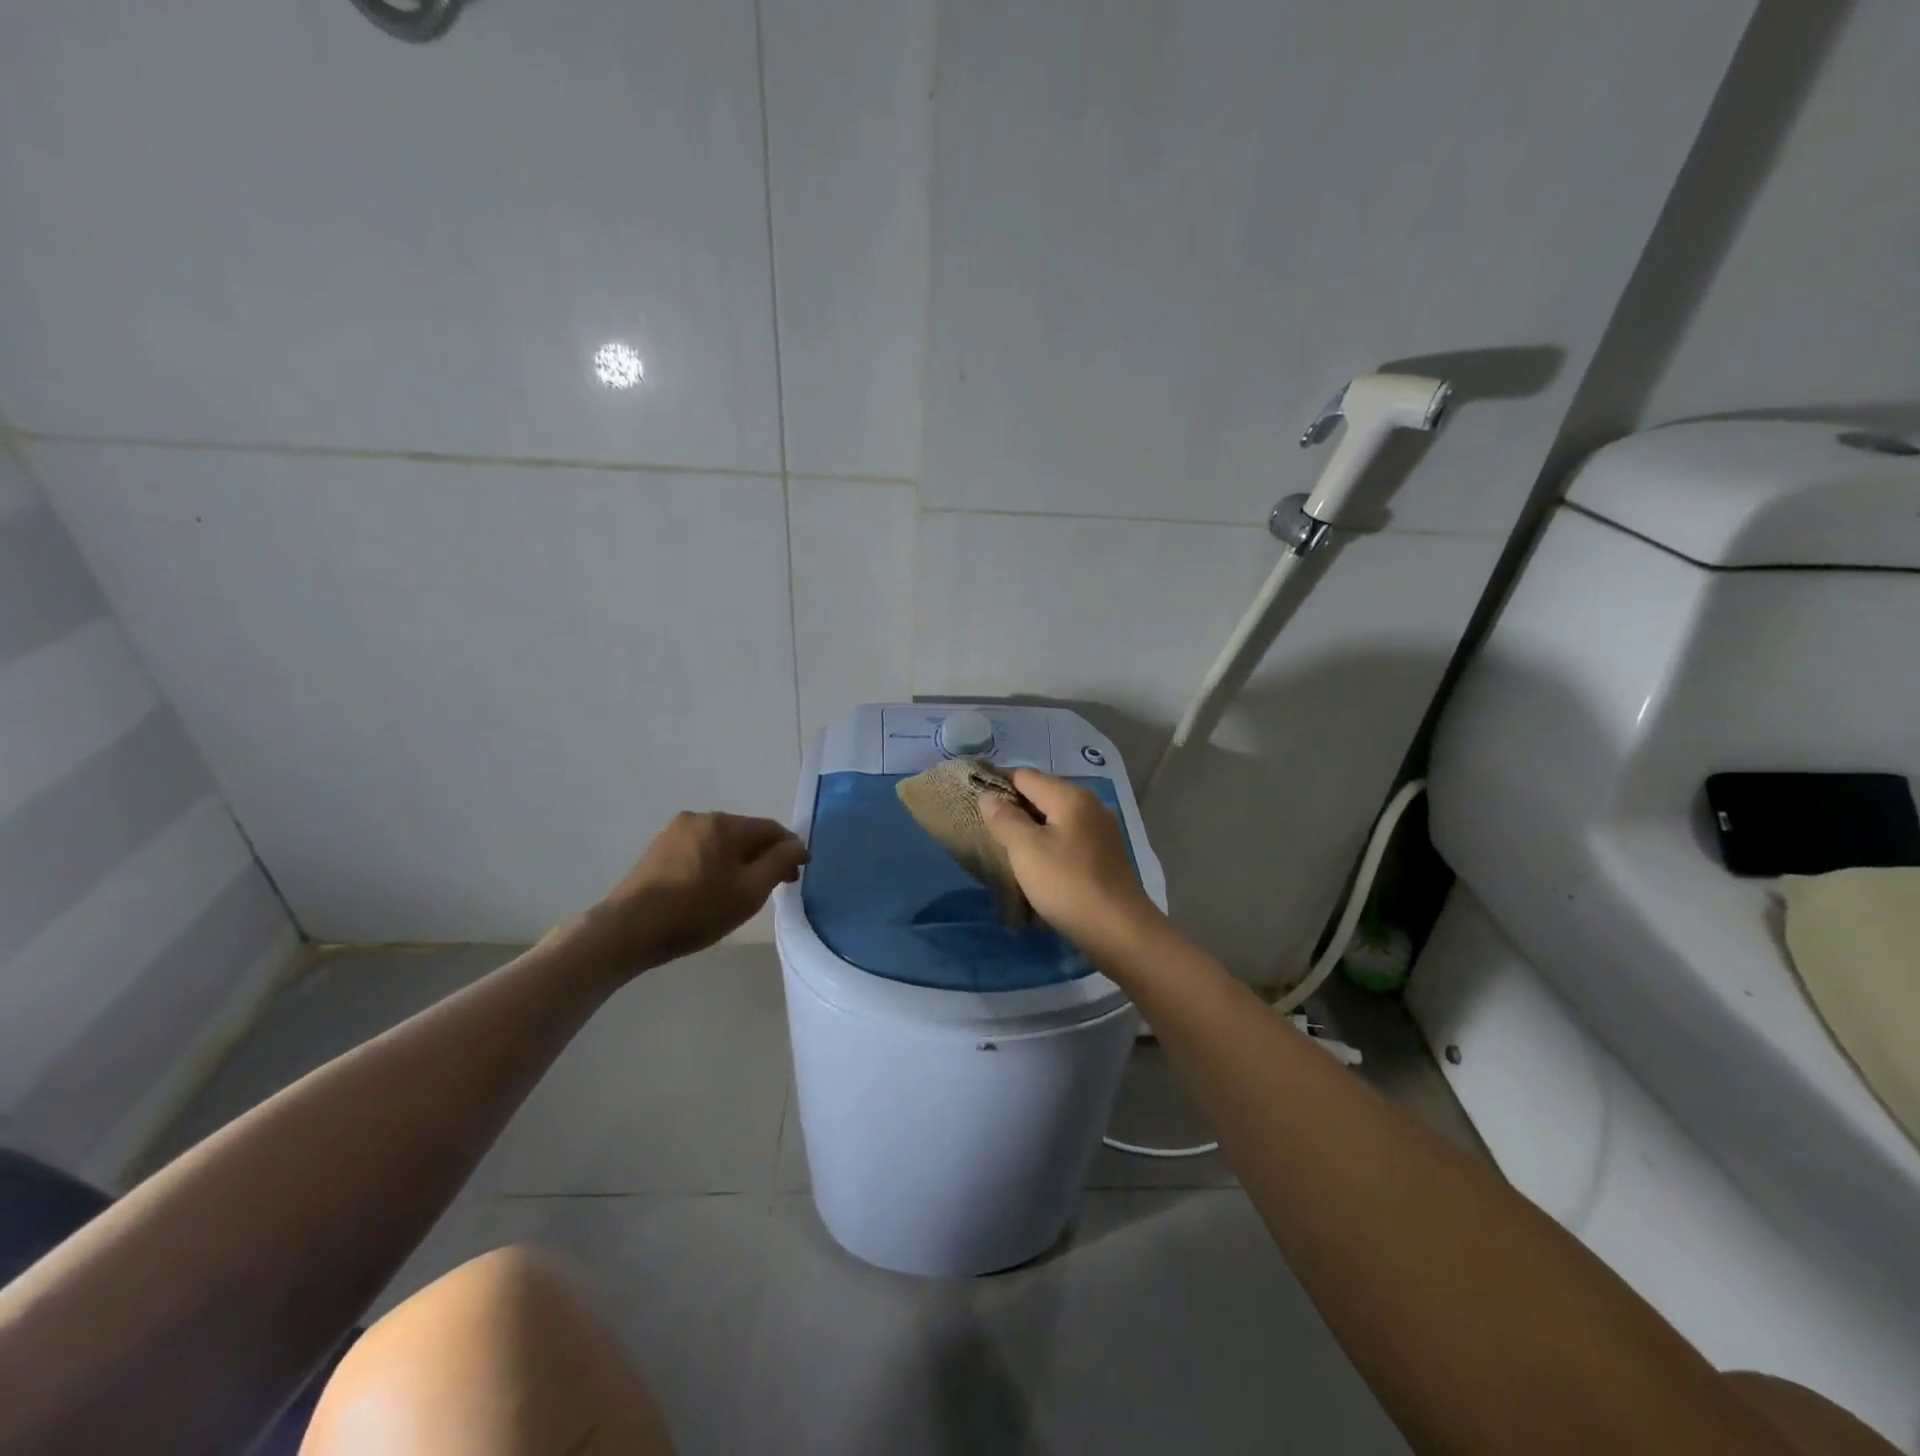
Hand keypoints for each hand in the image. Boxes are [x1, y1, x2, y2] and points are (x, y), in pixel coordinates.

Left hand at [580, 812, 807, 976]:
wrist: (629, 929)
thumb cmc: (697, 910)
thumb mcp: (750, 891)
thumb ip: (779, 863)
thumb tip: (798, 845)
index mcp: (725, 823)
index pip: (771, 828)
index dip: (790, 849)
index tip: (797, 874)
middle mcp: (700, 818)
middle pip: (745, 833)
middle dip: (763, 856)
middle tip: (773, 886)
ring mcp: (674, 833)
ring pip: (721, 843)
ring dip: (738, 861)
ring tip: (741, 891)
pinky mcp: (657, 851)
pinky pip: (699, 851)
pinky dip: (714, 865)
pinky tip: (711, 890)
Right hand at [981, 769, 1161, 954]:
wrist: (1120, 931)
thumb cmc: (1067, 884)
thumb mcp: (1026, 850)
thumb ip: (1004, 818)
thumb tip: (989, 797)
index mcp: (1070, 796)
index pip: (1024, 775)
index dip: (997, 784)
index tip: (972, 800)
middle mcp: (1089, 805)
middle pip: (1041, 794)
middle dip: (1013, 808)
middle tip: (985, 829)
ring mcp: (1100, 831)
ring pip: (1055, 819)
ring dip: (1030, 829)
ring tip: (1006, 849)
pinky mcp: (1104, 856)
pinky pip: (1068, 839)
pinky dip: (1048, 845)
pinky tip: (1036, 866)